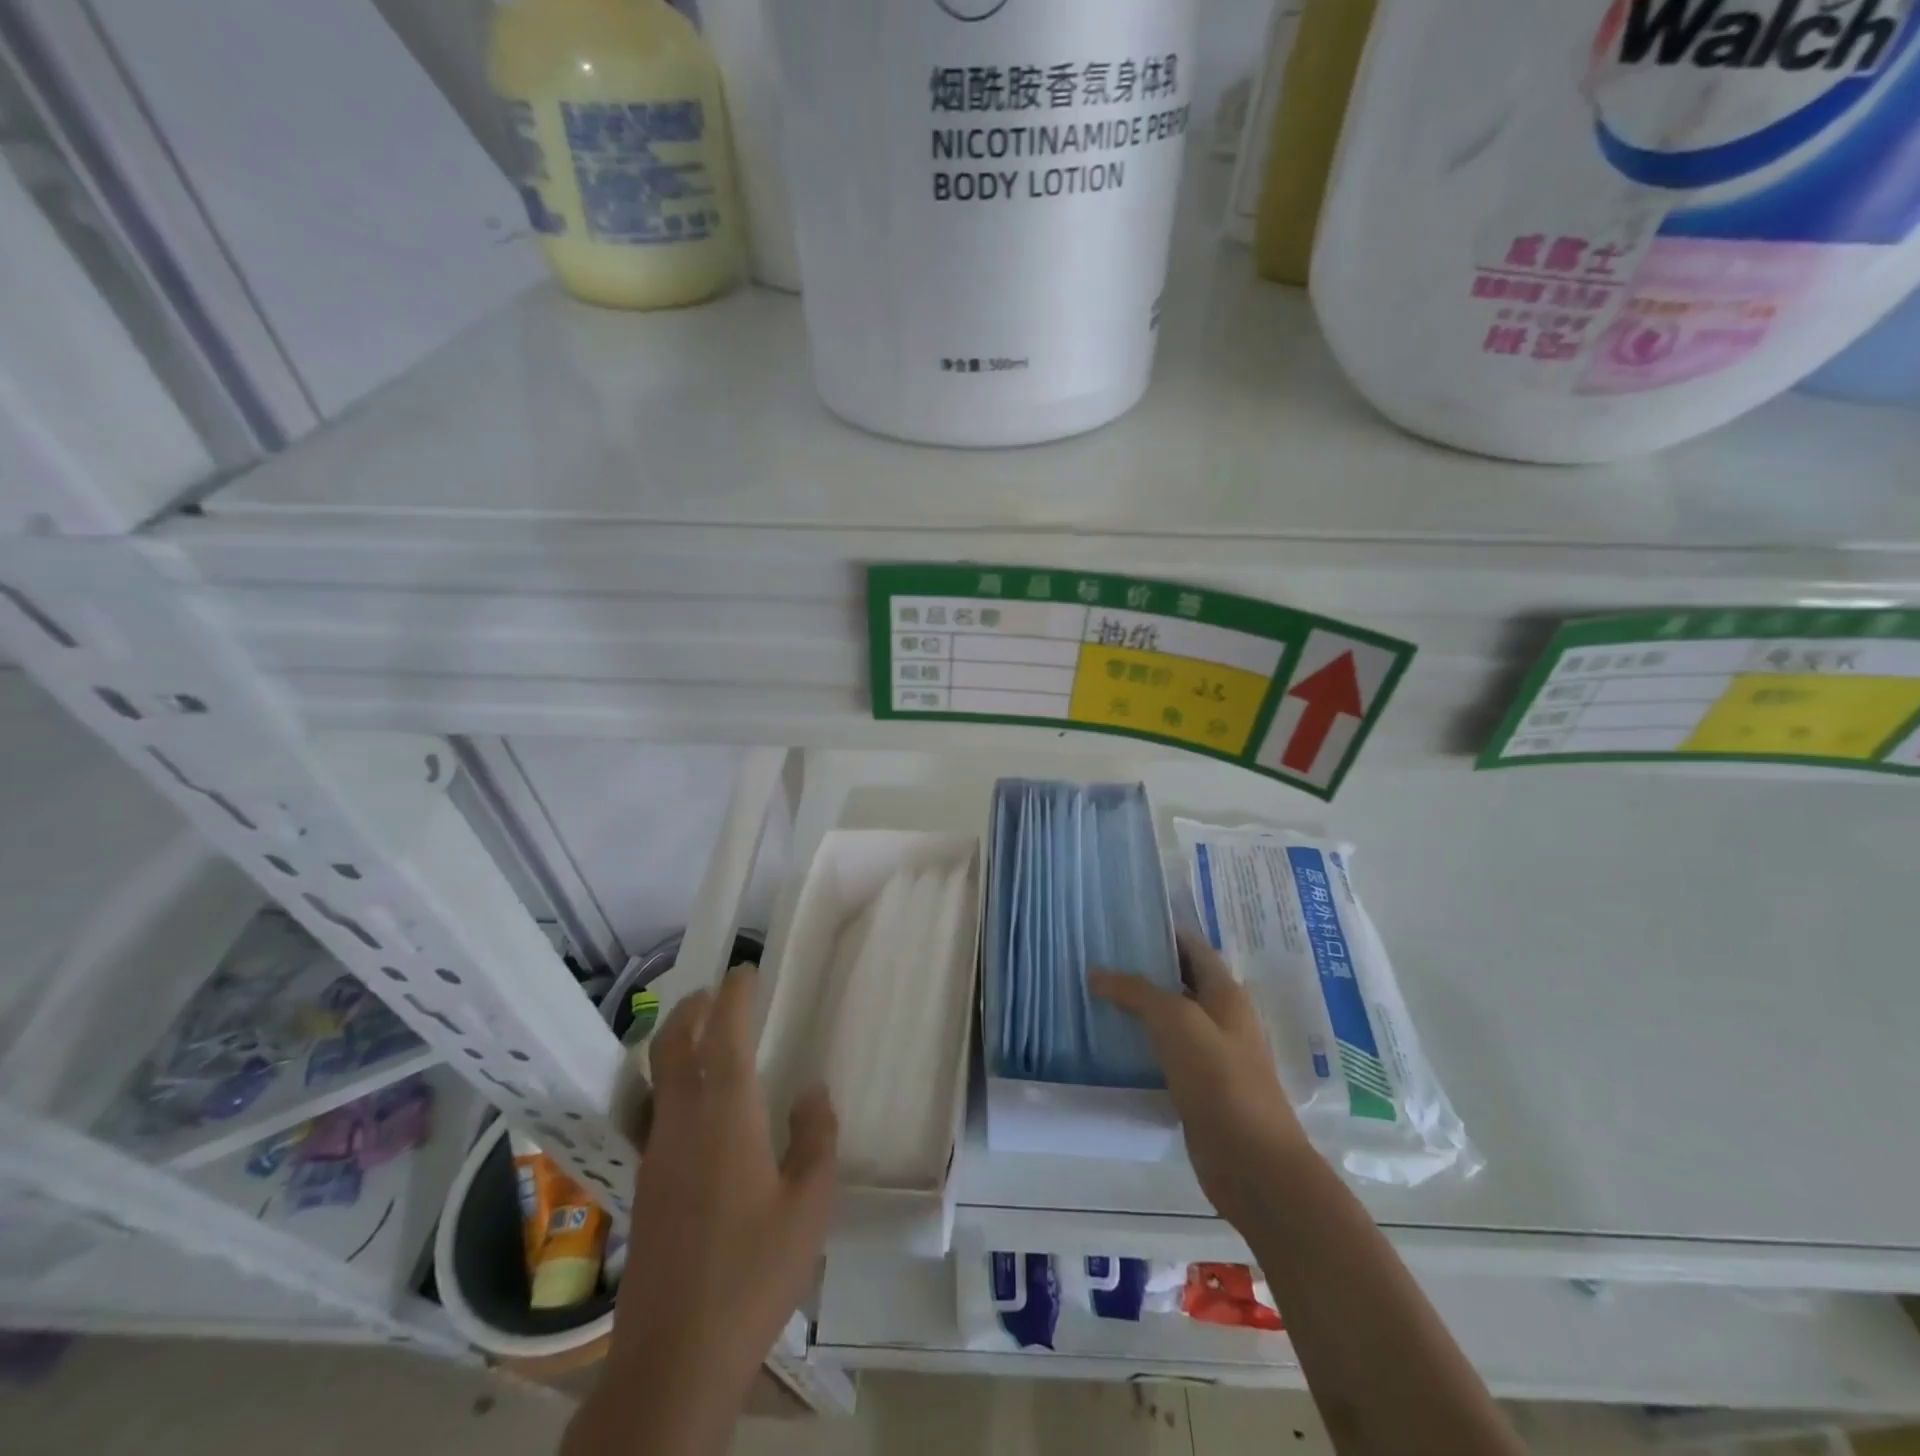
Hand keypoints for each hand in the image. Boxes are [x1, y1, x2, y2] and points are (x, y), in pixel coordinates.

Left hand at [590, 968, 835, 1451]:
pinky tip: (698, 1107)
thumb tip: (811, 1091)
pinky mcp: (645, 1184)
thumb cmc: (754, 1271)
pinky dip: (672, 1081)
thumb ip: (815, 1137)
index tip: (746, 970)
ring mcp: (656, 1152)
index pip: (724, 1032)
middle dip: (693, 1008)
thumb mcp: (810, 1204)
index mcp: (726, 1113)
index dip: (734, 995)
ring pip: (658, 1075)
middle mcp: (682, 1120)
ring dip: (678, 1041)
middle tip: (719, 992)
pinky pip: (657, 1109)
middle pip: (673, 1043)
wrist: (675, 1356)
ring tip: (706, 1035)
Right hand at [1092, 933, 1310, 1229]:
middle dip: (1143, 966)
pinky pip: (1164, 1051)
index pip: (1192, 947)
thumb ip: (1136, 991)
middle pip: (1179, 980)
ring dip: (1138, 1006)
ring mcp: (1210, 1054)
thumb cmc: (1220, 1079)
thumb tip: (1096, 972)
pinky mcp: (1197, 1086)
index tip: (1121, 920)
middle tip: (1097, 954)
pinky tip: (1109, 1040)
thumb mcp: (1176, 1021)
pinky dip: (1140, 1041)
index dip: (1162, 930)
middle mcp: (1220, 1017)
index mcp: (1225, 993)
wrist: (1252, 1163)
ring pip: (1169, 1017)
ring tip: (1093, 991)